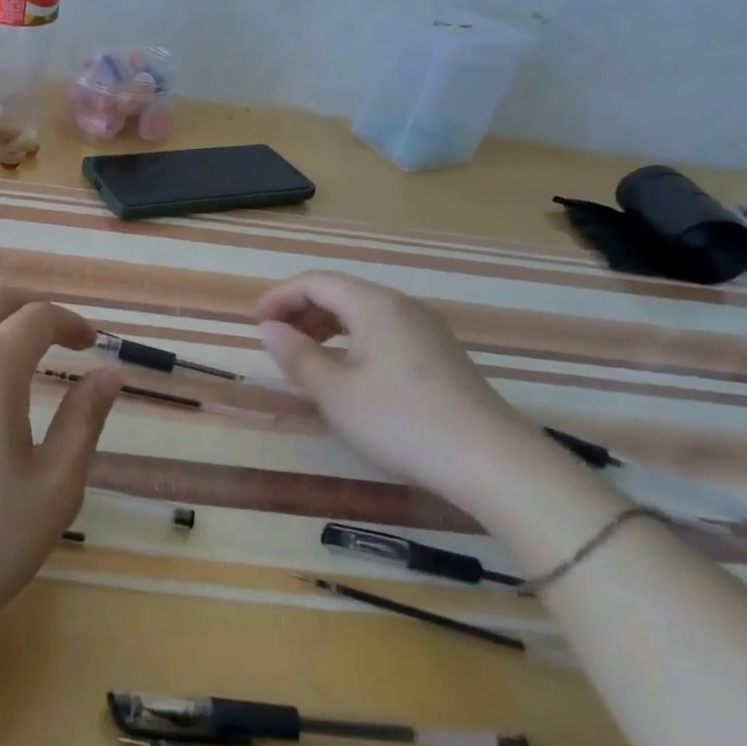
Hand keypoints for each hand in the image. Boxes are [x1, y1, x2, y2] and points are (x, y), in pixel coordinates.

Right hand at [254, 272, 553, 513]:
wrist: (492, 463)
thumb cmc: (400, 421)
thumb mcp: (335, 393)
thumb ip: (297, 356)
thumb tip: (269, 329)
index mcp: (374, 305)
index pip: (316, 282)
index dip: (279, 297)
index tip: (254, 323)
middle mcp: (402, 307)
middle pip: (341, 293)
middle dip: (301, 311)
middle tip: (274, 340)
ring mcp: (427, 331)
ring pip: (363, 314)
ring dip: (327, 328)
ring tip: (304, 357)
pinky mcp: (441, 357)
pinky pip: (384, 333)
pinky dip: (353, 342)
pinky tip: (347, 373)